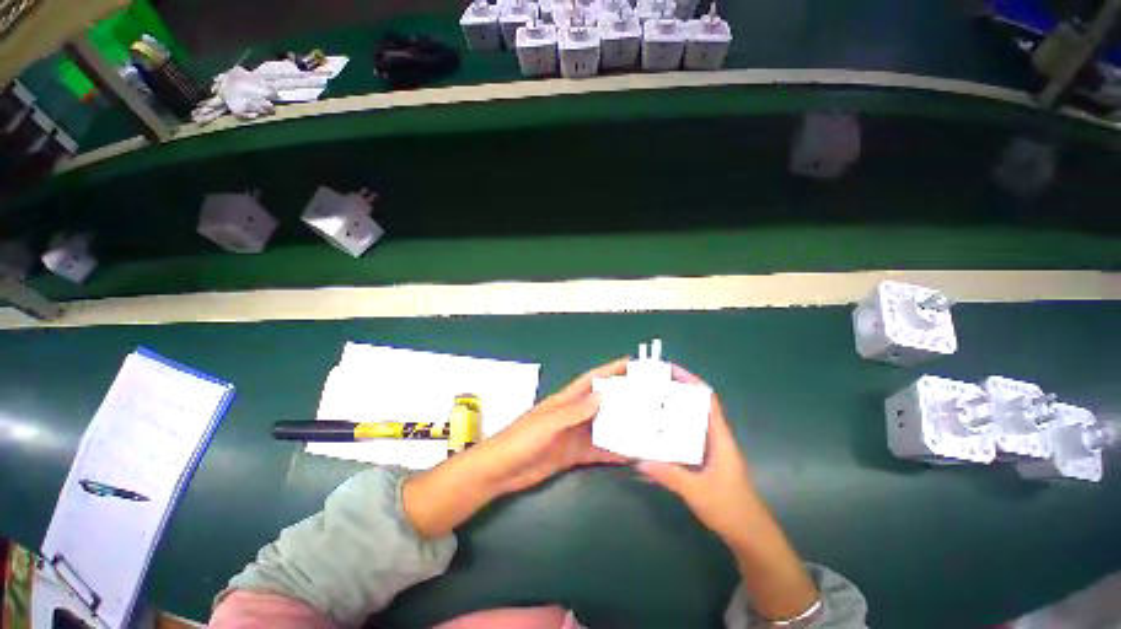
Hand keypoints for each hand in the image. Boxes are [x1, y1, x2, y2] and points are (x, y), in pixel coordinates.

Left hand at [404, 359, 629, 537]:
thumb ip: (575, 411)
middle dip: (625, 398)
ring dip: (623, 425)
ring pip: (604, 426)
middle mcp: (574, 413)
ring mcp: (575, 434)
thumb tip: (606, 396)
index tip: (636, 365)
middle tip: (653, 399)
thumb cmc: (520, 440)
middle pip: (604, 402)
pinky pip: (599, 450)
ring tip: (649, 427)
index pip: (593, 379)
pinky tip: (632, 454)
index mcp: (566, 399)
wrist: (499, 471)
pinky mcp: (574, 455)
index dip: (613, 369)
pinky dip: (614, 451)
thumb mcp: (547, 423)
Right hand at [636, 365, 761, 544]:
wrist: (750, 535)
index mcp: (719, 437)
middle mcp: (715, 437)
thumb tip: (639, 460)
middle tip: (651, 385)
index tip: (670, 371)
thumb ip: (669, 475)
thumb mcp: (697, 492)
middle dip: (677, 391)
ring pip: (691, 420)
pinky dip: (673, 429)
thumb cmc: (730, 508)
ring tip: (650, 403)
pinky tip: (656, 433)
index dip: (691, 381)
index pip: (708, 399)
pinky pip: (687, 436)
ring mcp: (711, 449)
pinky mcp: (705, 460)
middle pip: (697, 405)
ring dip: (673, 410)